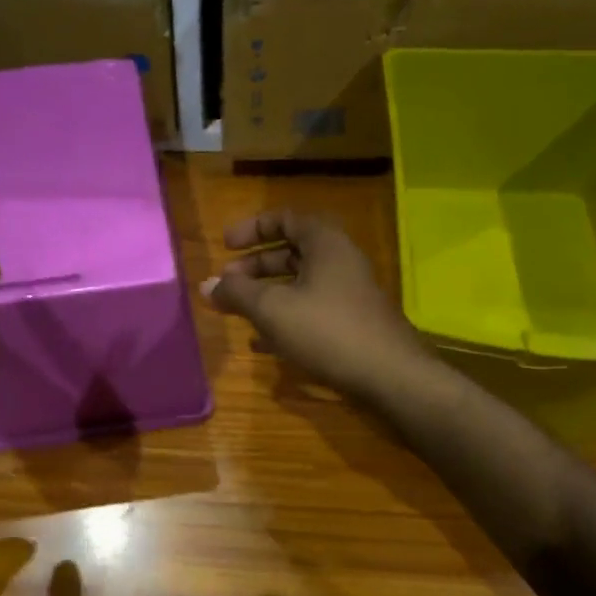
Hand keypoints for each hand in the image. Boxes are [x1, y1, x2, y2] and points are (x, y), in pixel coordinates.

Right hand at [204, 209, 434, 405]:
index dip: (251, 229)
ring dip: (266, 294)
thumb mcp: (273, 308)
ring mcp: (348, 294)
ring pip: (299, 284)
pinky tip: (261, 343)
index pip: (284, 219)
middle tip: (227, 284)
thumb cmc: (327, 330)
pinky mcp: (350, 324)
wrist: (388, 376)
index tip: (225, 246)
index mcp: (325, 243)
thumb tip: (207, 285)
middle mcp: (339, 261)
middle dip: (254, 267)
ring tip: (237, 311)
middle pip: (290, 252)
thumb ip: (237, 293)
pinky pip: (310, 311)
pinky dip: (284, 319)